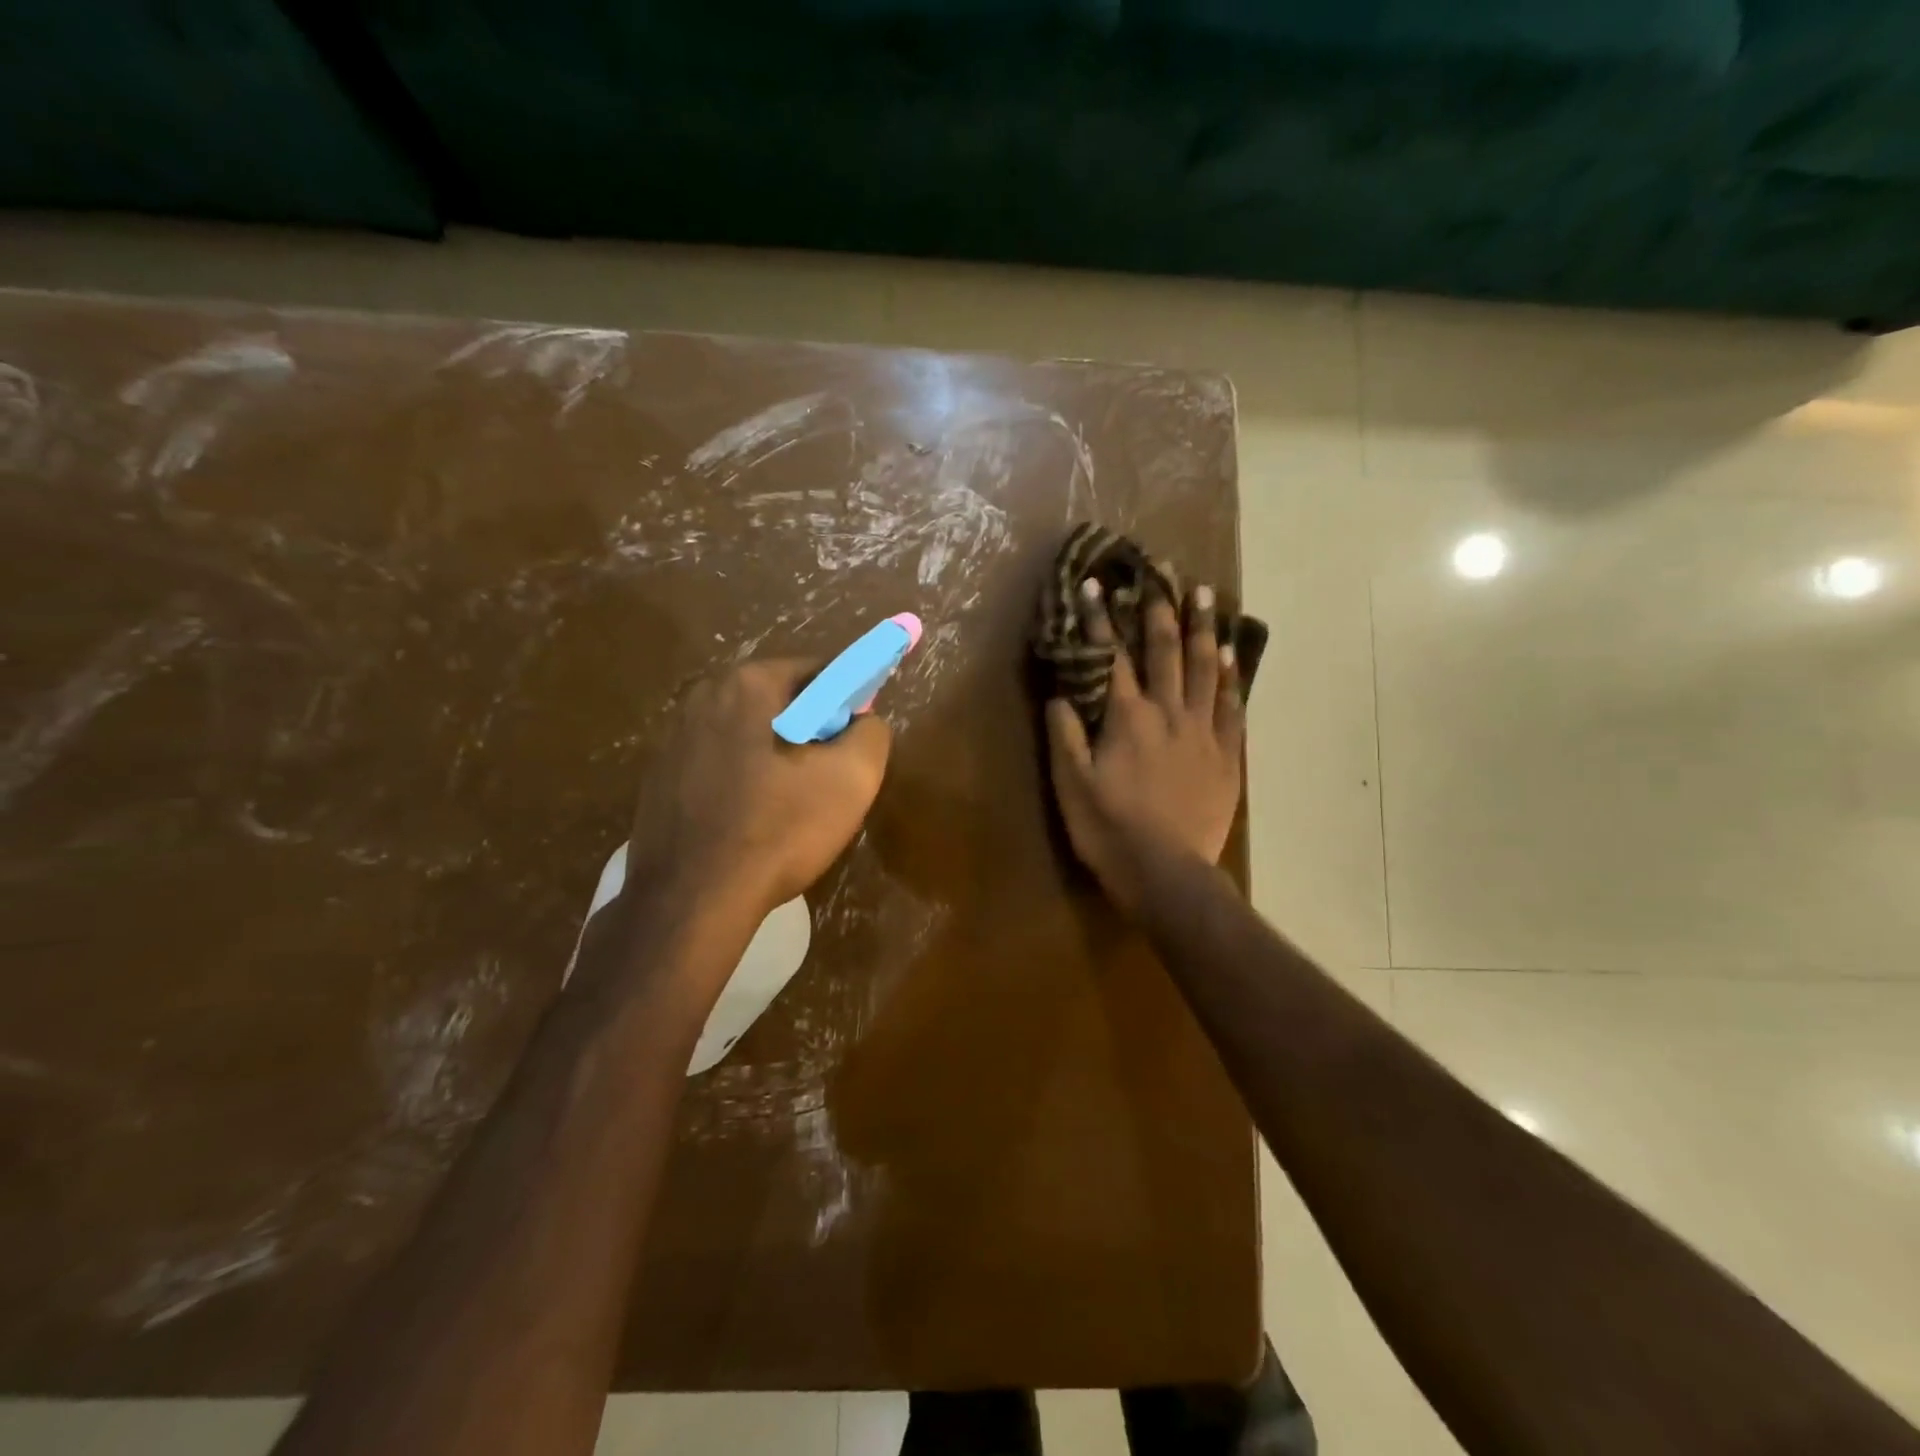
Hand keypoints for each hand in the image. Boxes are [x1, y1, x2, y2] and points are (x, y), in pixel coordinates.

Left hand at [626, 658, 891, 922]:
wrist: (692, 901)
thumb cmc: (778, 829)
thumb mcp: (852, 779)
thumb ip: (872, 733)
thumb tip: (864, 722)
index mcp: (747, 684)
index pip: (817, 671)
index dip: (847, 702)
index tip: (856, 741)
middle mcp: (701, 697)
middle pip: (778, 701)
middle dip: (810, 730)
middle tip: (828, 777)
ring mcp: (671, 738)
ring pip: (745, 734)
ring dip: (774, 756)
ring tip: (790, 806)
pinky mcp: (656, 778)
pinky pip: (716, 764)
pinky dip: (741, 780)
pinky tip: (751, 821)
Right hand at [1046, 578, 1243, 915]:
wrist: (1166, 873)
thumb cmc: (1109, 829)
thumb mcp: (1071, 784)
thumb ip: (1064, 734)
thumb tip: (1060, 692)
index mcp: (1126, 718)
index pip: (1112, 657)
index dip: (1102, 620)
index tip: (1096, 585)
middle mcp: (1168, 713)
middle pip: (1165, 651)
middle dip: (1160, 608)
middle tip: (1163, 571)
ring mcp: (1202, 732)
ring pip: (1204, 669)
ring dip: (1203, 629)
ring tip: (1205, 595)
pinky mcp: (1226, 755)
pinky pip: (1231, 706)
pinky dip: (1230, 677)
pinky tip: (1231, 654)